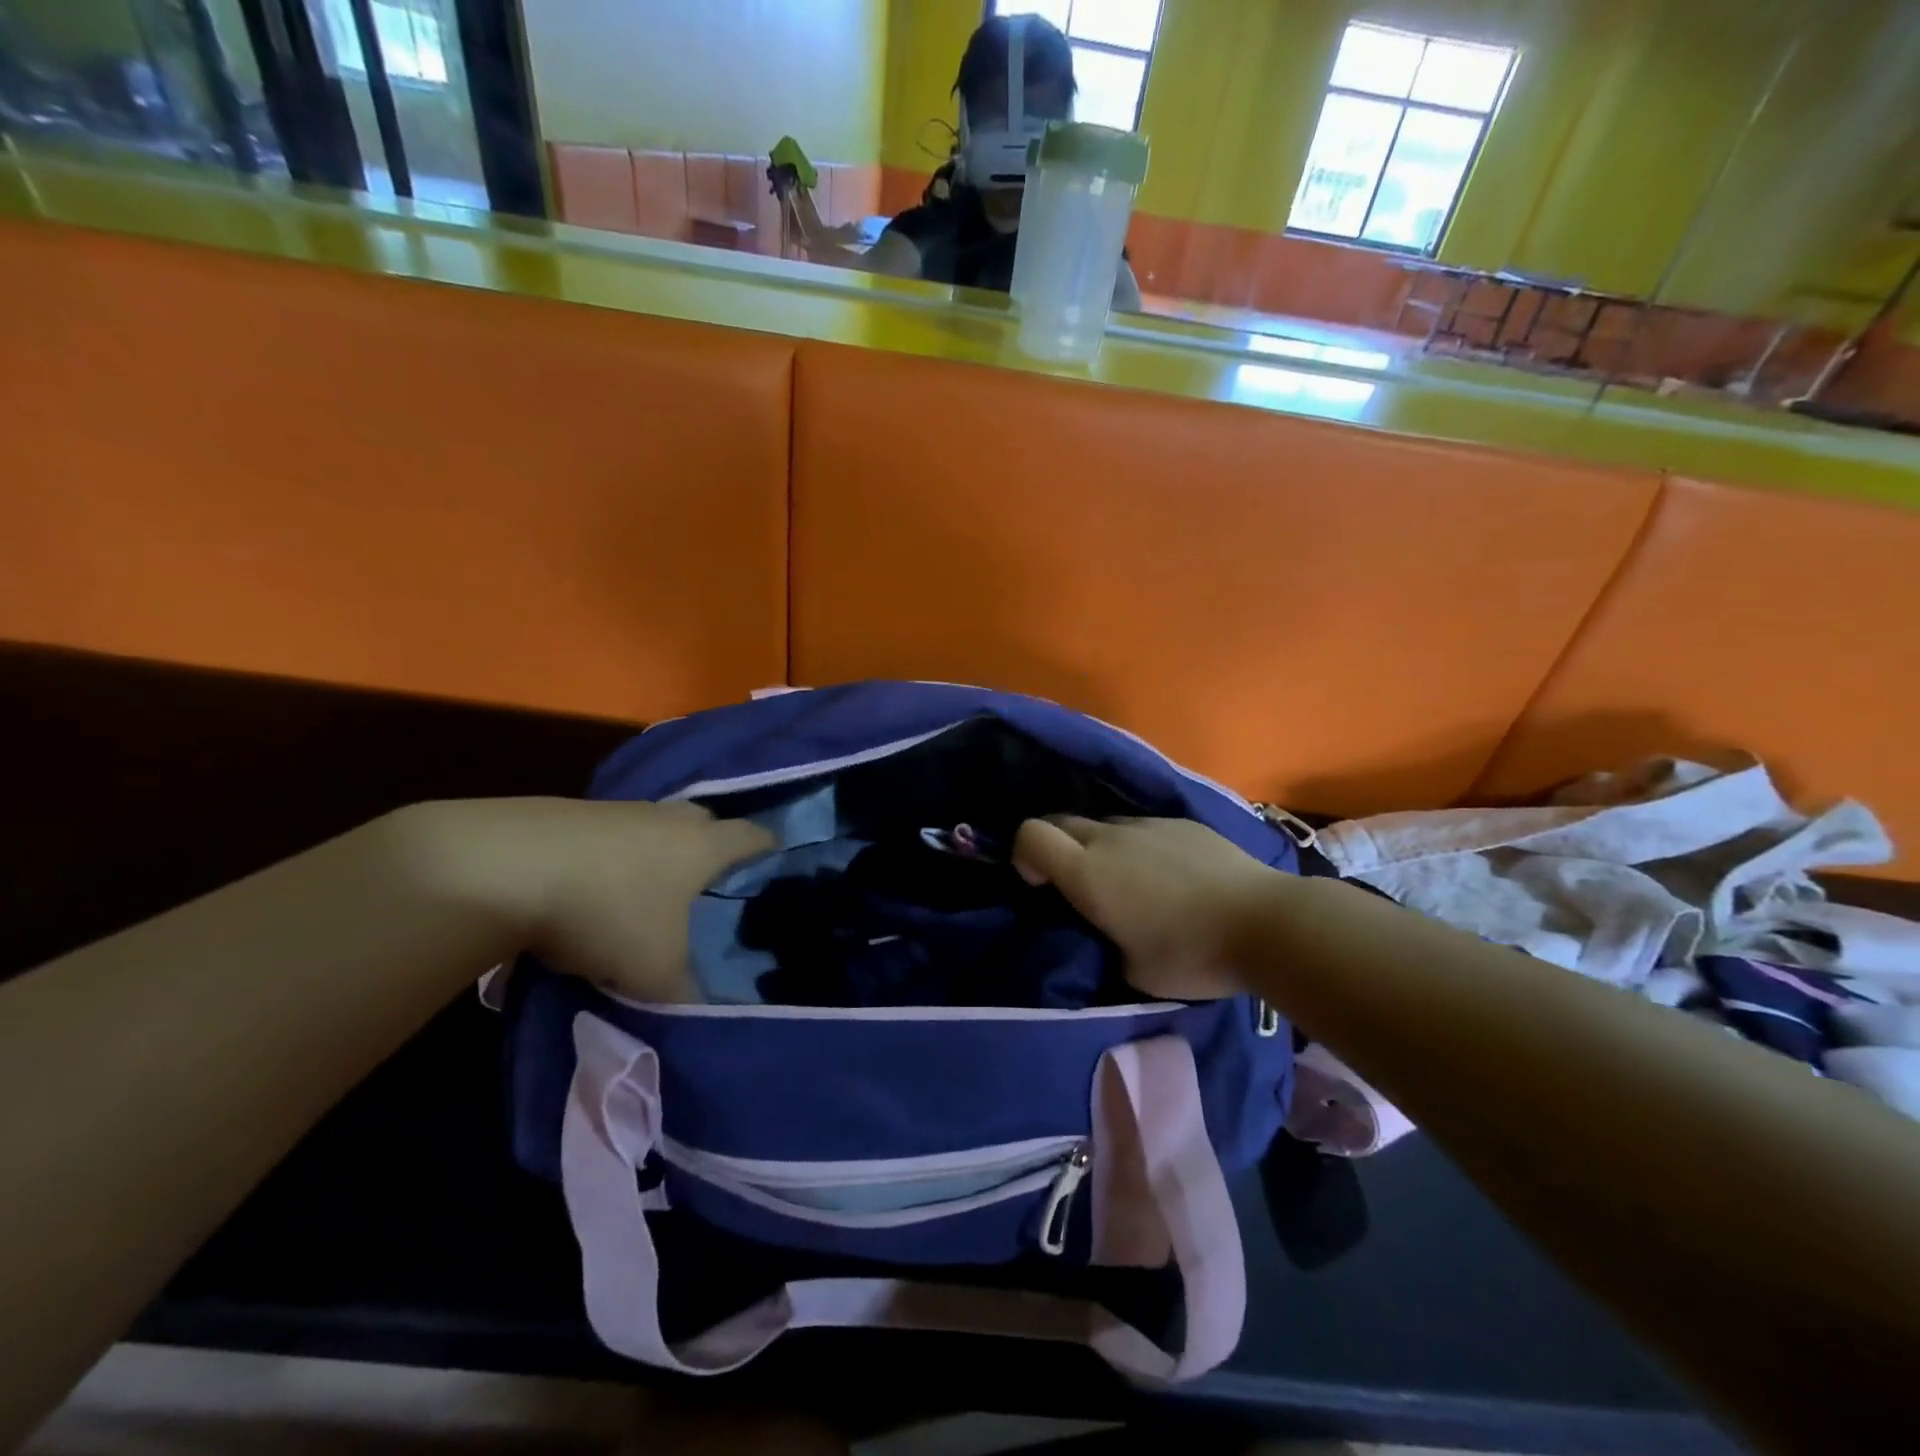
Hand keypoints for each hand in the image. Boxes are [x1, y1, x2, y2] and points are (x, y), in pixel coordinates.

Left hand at [399, 798, 772, 1002]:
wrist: (505, 869)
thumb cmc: (607, 912)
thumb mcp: (655, 972)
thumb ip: (689, 993)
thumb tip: (708, 1011)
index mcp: (704, 845)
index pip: (754, 837)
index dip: (769, 850)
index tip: (775, 867)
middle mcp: (670, 818)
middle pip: (707, 824)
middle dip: (714, 850)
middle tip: (711, 886)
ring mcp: (621, 810)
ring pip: (657, 828)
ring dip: (660, 854)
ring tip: (652, 893)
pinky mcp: (575, 814)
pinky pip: (614, 835)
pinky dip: (616, 857)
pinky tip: (599, 888)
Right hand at [1012, 816, 1279, 1000]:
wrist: (1266, 922)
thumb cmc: (1191, 954)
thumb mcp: (1133, 970)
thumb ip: (1105, 941)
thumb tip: (1106, 929)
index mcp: (1088, 872)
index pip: (1030, 835)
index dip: (1023, 854)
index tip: (1040, 884)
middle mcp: (1111, 837)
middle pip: (1063, 821)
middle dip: (1056, 846)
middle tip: (1077, 885)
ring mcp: (1149, 824)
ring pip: (1105, 824)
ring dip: (1101, 847)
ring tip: (1130, 882)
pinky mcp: (1183, 822)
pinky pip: (1144, 827)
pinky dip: (1140, 846)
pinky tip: (1171, 875)